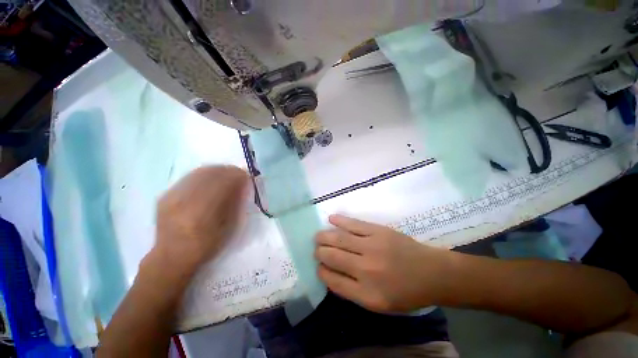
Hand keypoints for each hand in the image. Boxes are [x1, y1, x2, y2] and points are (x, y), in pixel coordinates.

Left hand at [153, 165, 248, 272]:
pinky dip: (204, 175)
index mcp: (203, 213)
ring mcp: (172, 196)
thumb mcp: (228, 228)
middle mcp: (184, 201)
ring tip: (226, 176)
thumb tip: (243, 184)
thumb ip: (236, 203)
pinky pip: (190, 177)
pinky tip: (210, 181)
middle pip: (211, 173)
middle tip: (239, 174)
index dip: (237, 176)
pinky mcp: (166, 195)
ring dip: (217, 171)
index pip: (223, 183)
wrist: (172, 256)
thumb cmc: (207, 246)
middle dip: (228, 170)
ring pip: (200, 172)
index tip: (247, 176)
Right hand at [314, 214, 455, 312]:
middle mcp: (366, 269)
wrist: (431, 273)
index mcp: (367, 294)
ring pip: (339, 238)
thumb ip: (352, 291)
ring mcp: (372, 246)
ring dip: (325, 236)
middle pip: (332, 256)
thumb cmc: (405, 292)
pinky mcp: (378, 231)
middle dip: (319, 252)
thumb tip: (330, 274)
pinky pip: (353, 224)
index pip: (333, 280)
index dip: (322, 271)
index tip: (319, 266)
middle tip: (317, 249)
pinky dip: (340, 221)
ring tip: (318, 236)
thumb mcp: (379, 304)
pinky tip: (331, 219)